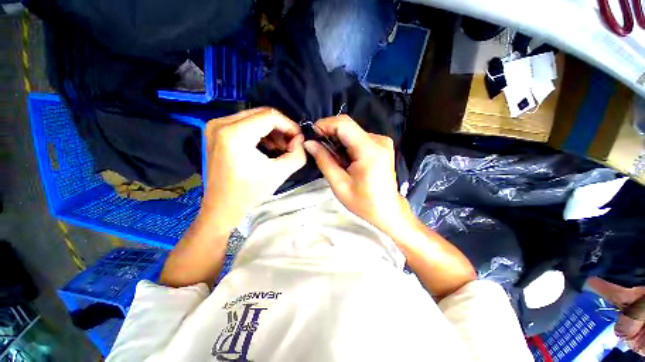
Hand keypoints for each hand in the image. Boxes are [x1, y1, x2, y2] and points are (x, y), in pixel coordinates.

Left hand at [202, 108, 305, 226]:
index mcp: (235, 134)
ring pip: (254, 117)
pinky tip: (268, 147)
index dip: (289, 125)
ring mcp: (216, 126)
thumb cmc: (249, 192)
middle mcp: (221, 124)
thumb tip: (300, 140)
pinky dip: (261, 132)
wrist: (223, 206)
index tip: (299, 139)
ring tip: (281, 148)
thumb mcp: (280, 173)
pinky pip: (245, 123)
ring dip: (272, 130)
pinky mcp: (216, 132)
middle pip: (262, 114)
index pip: (270, 116)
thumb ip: (298, 154)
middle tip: (291, 144)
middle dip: (282, 128)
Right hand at [303, 115, 410, 233]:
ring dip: (338, 142)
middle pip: (348, 127)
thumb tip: (309, 143)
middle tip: (319, 150)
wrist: (387, 210)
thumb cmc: (363, 203)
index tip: (312, 136)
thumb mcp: (339, 184)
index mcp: (369, 151)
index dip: (325, 125)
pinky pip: (358, 138)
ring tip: (333, 159)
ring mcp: (382, 142)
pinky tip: (345, 160)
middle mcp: (379, 140)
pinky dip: (347, 145)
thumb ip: (324, 160)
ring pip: (352, 132)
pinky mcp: (382, 145)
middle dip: (330, 135)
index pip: (344, 124)